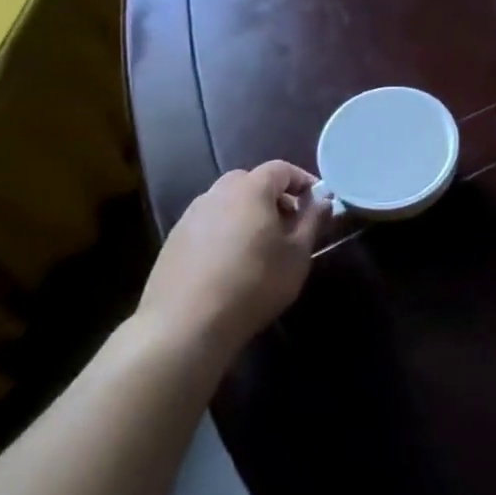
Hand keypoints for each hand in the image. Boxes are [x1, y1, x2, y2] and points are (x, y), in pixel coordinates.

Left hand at [137, 161, 326, 359]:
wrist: (185, 325)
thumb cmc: (254, 283)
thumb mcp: (298, 254)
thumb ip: (313, 220)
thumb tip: (322, 200)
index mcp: (251, 190)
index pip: (281, 169)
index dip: (303, 181)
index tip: (317, 202)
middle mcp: (217, 194)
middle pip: (250, 181)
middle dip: (274, 196)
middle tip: (289, 223)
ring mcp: (190, 217)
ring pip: (227, 202)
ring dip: (247, 213)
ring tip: (260, 245)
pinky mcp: (173, 241)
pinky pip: (208, 223)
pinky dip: (225, 230)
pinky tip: (231, 262)